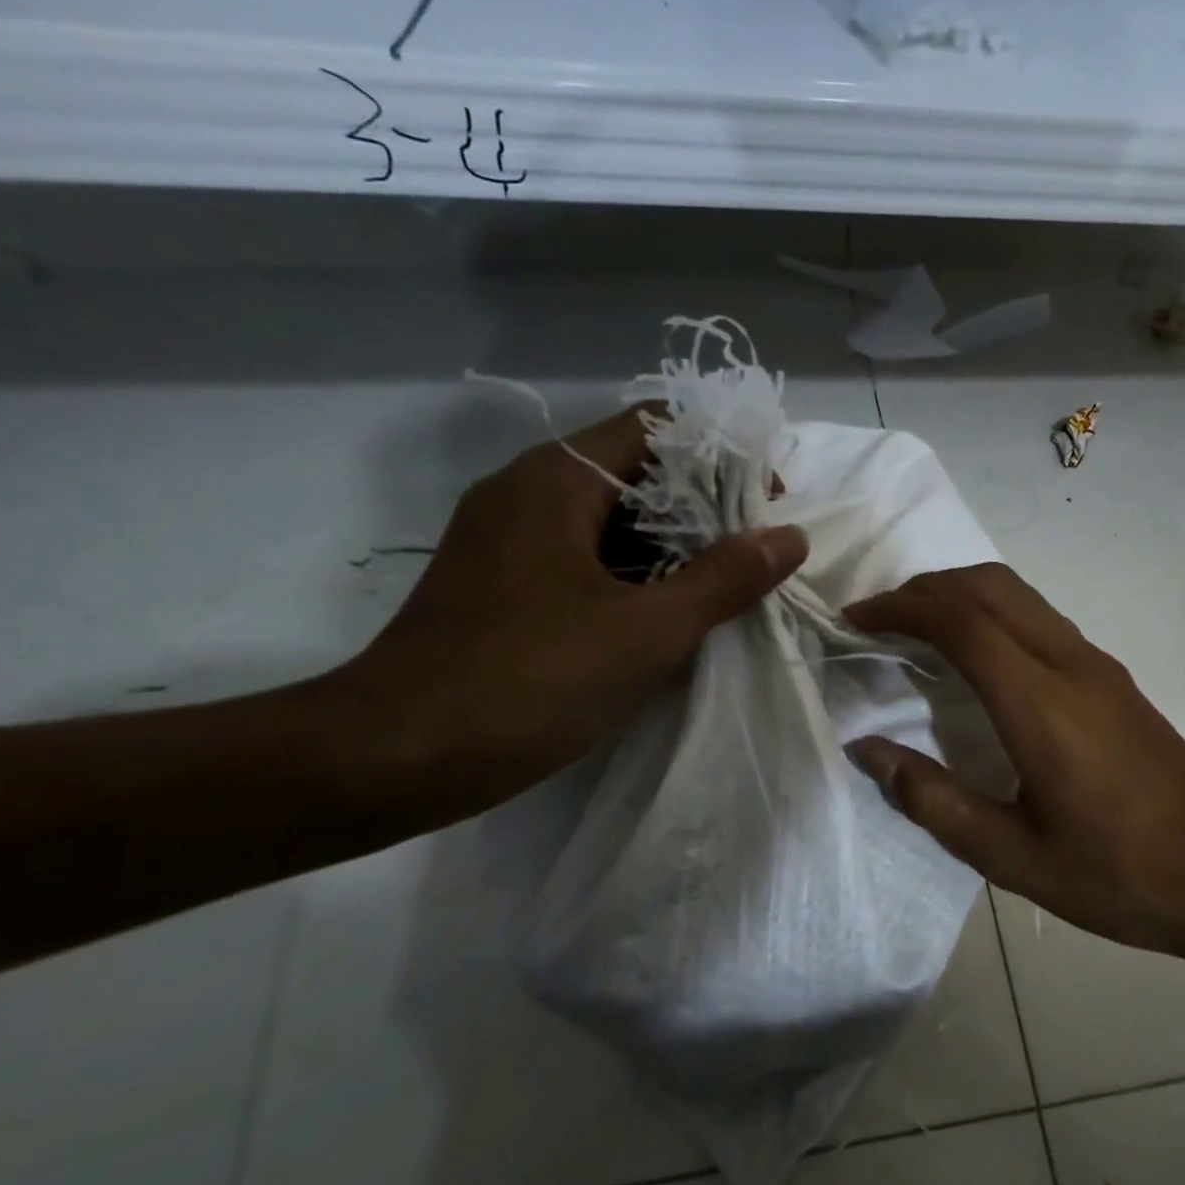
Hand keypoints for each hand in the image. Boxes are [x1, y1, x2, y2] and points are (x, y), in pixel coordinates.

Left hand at [341, 406, 807, 813]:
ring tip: (727, 587)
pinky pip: (584, 558)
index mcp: (558, 480)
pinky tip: (670, 616)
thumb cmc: (528, 682)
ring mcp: (510, 540)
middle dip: (704, 507)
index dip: (721, 455)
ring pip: (610, 520)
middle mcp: (528, 492)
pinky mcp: (504, 584)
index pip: (656, 427)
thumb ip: (724, 579)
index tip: (766, 503)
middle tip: (756, 553)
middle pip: (635, 471)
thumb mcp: (646, 632)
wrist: (394, 758)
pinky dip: (634, 575)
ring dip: (672, 546)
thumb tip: (790, 537)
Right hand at [843, 564, 1184, 961]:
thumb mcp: (1012, 857)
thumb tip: (868, 749)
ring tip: (913, 628)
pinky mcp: (1111, 676)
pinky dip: (990, 611)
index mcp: (1041, 704)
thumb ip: (933, 799)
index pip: (960, 622)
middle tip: (877, 620)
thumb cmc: (1119, 875)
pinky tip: (972, 655)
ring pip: (1017, 593)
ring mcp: (1097, 664)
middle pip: (988, 586)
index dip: (900, 610)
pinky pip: (1038, 616)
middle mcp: (1070, 664)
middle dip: (923, 589)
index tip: (855, 621)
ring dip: (958, 593)